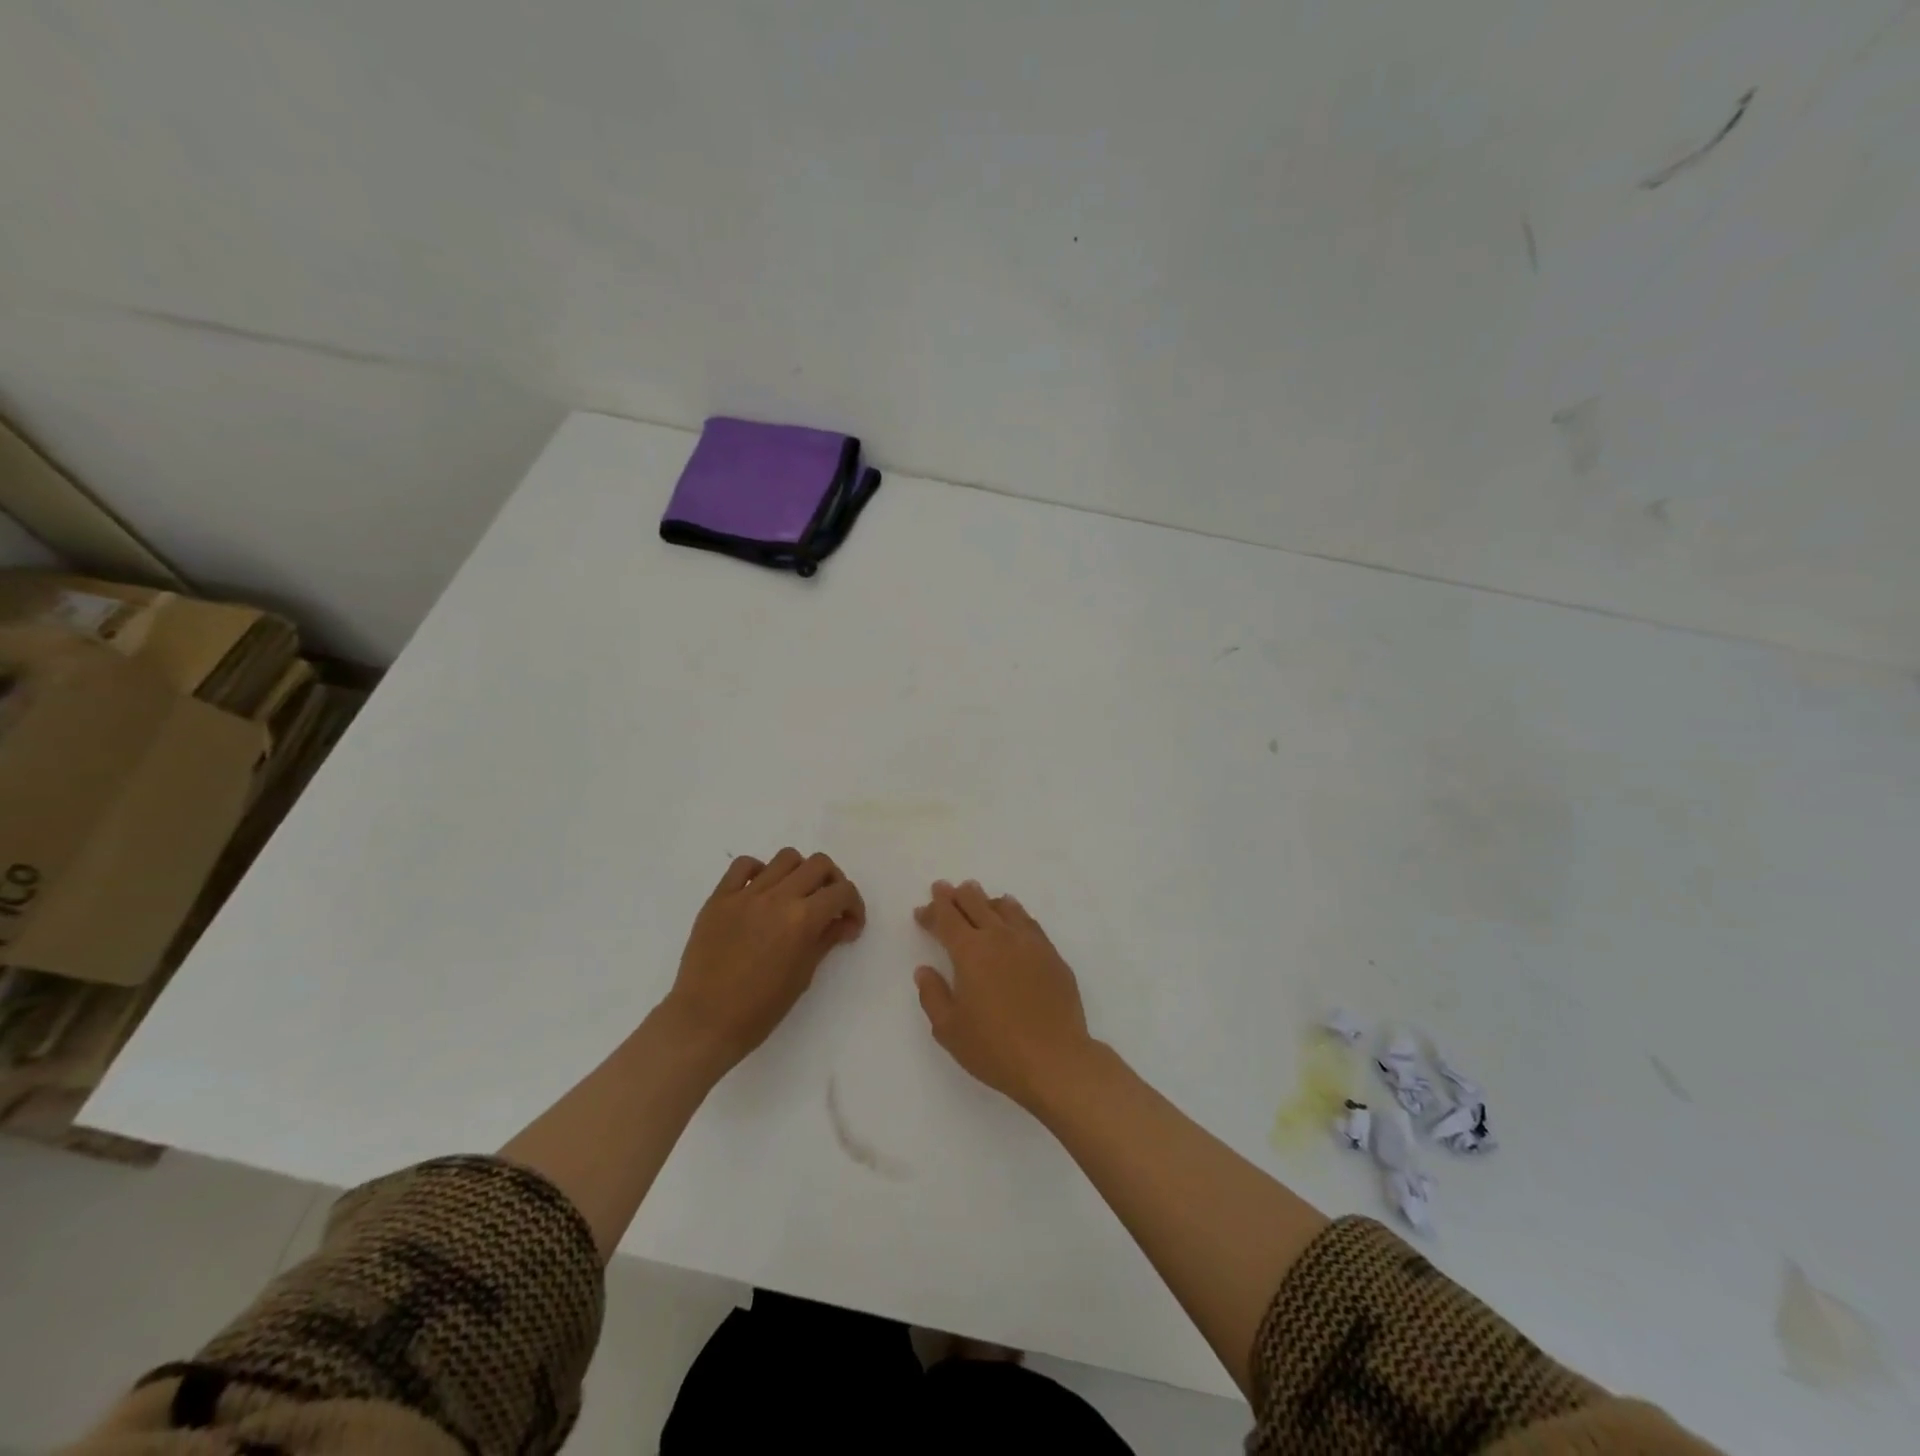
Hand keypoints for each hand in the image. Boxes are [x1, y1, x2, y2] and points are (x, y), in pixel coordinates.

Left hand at [662, 848, 864, 1070]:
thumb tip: (844, 922)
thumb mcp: (803, 976)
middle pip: (818, 864)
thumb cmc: (760, 1009)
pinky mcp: (719, 898)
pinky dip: (759, 871)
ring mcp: (745, 894)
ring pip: (785, 857)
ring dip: (800, 872)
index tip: (849, 923)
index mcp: (802, 919)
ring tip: (795, 895)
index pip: (842, 892)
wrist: (704, 1022)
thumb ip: (826, 940)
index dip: (854, 905)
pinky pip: (743, 865)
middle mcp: (777, 897)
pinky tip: (761, 891)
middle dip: (833, 882)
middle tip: (828, 904)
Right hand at [912, 879, 1096, 1112]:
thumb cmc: (995, 1048)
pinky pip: (1028, 922)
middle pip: (975, 903)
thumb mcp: (949, 1029)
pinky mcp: (1052, 955)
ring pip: (1004, 907)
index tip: (922, 909)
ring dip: (986, 900)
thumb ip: (932, 995)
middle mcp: (999, 937)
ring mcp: (1030, 943)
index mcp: (970, 952)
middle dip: (957, 895)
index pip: (947, 919)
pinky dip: (1014, 912)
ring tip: (978, 897)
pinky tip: (1013, 917)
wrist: (1055, 1060)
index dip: (933, 909)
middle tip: (947, 890)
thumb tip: (924, 970)